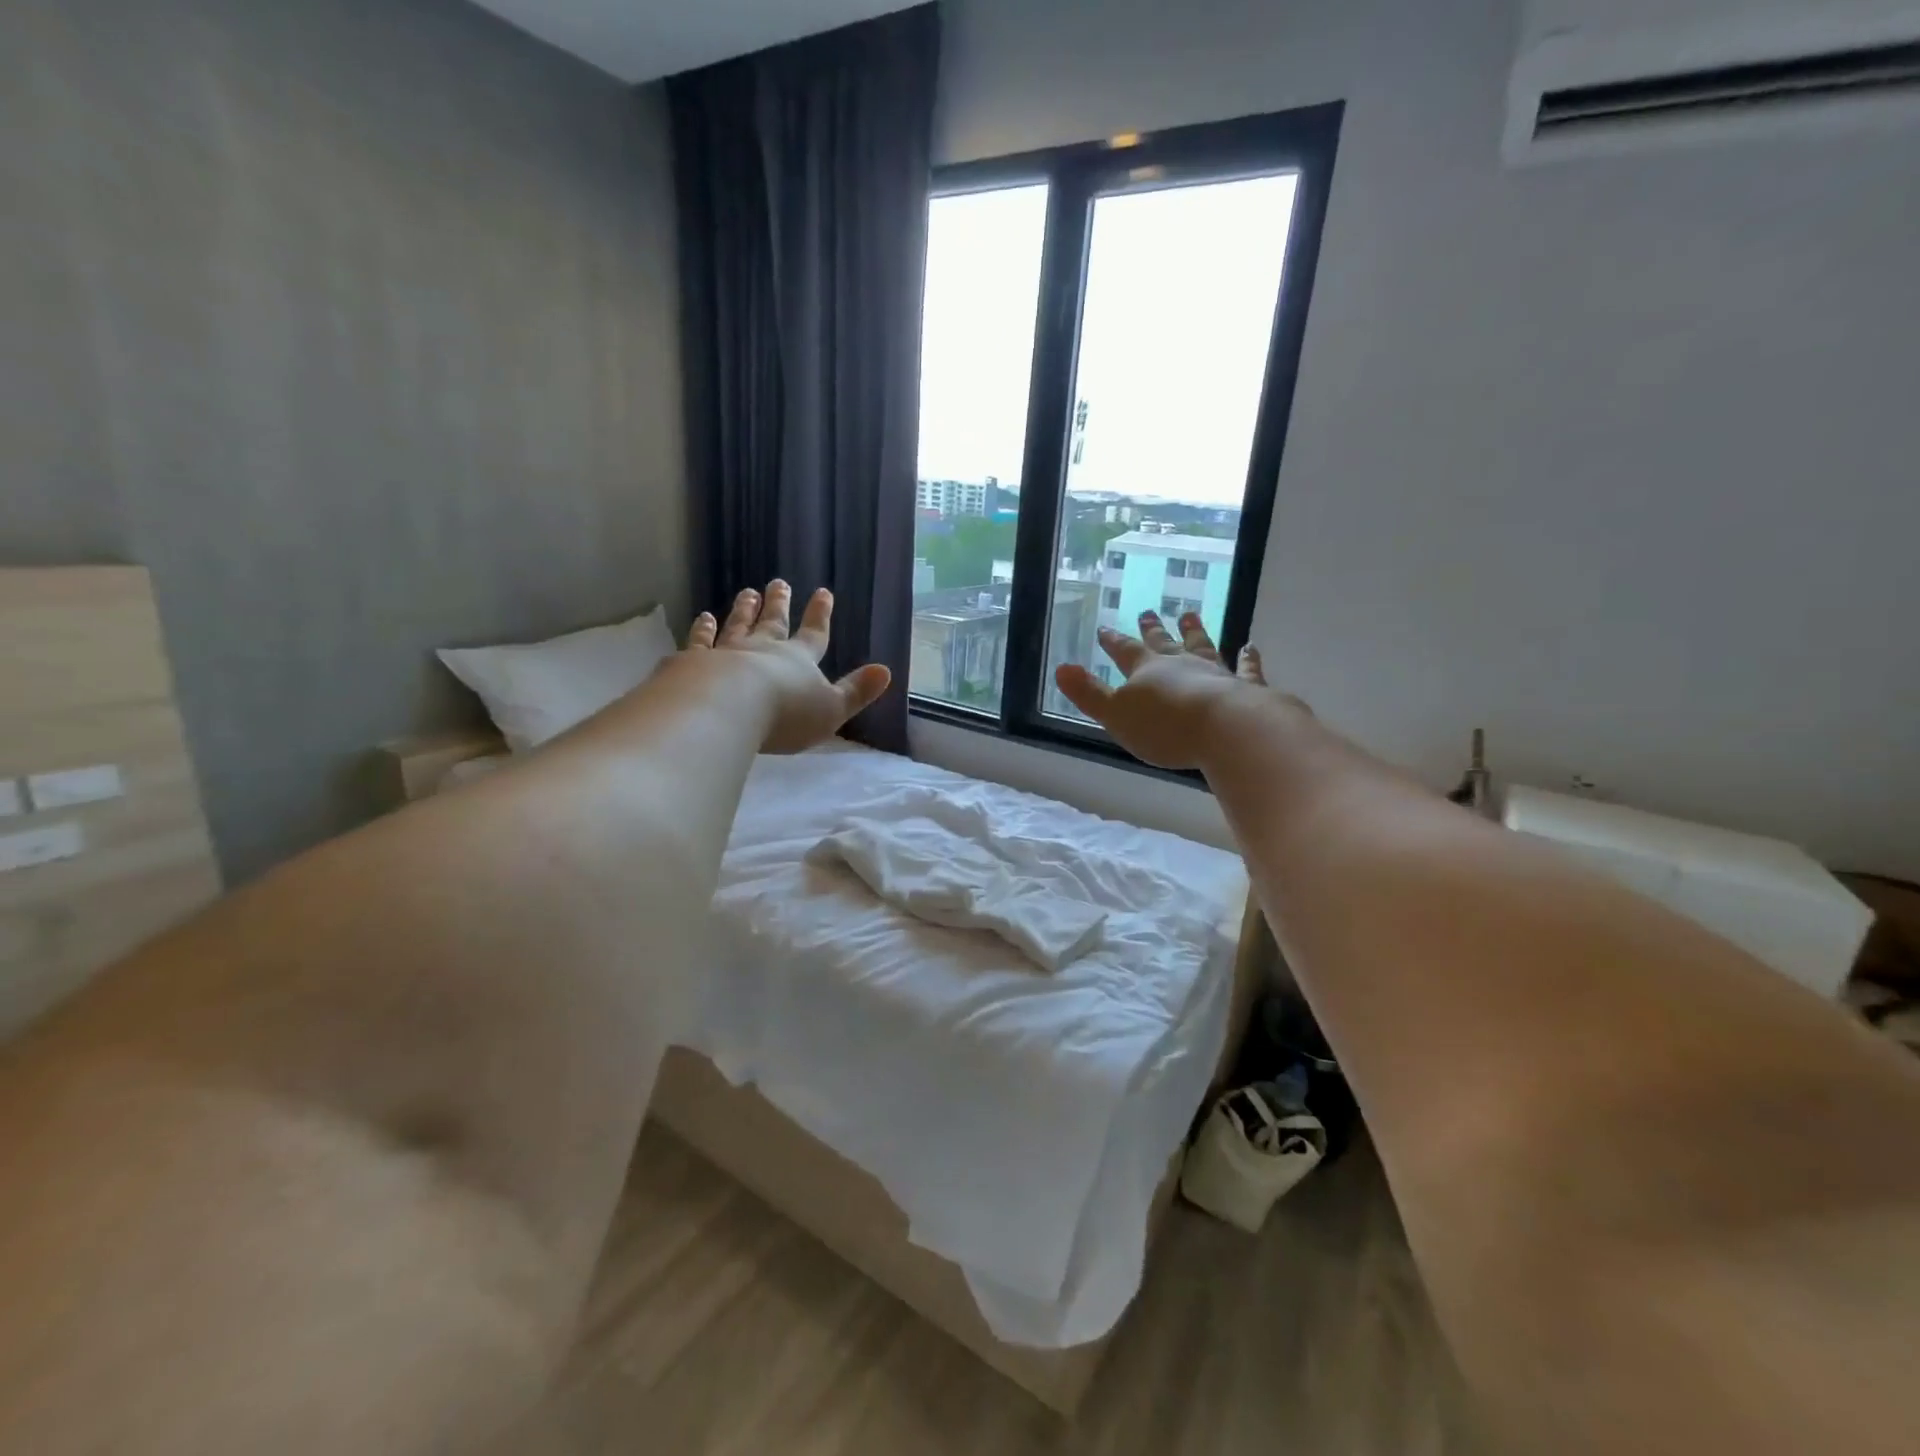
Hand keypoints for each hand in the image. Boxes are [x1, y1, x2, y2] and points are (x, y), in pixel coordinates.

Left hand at [686, 581, 892, 753]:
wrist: (726, 708)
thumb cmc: (785, 714)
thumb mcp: (832, 709)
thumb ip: (857, 691)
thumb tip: (886, 671)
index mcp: (798, 660)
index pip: (814, 635)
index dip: (819, 616)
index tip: (823, 593)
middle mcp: (763, 650)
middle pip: (773, 623)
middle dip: (779, 604)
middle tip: (778, 582)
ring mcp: (726, 653)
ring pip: (738, 626)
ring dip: (744, 610)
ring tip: (746, 592)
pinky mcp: (694, 663)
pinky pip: (701, 642)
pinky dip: (702, 630)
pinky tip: (703, 618)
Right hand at [1053, 611, 1300, 771]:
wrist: (1225, 730)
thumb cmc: (1165, 727)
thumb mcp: (1116, 715)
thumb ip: (1089, 693)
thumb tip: (1061, 669)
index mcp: (1146, 671)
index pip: (1125, 652)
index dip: (1113, 642)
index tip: (1105, 629)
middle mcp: (1180, 664)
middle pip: (1163, 643)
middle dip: (1152, 630)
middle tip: (1148, 612)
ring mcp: (1215, 672)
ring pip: (1202, 646)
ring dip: (1194, 632)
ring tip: (1190, 615)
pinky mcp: (1245, 687)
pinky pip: (1246, 668)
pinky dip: (1247, 659)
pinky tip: (1250, 647)